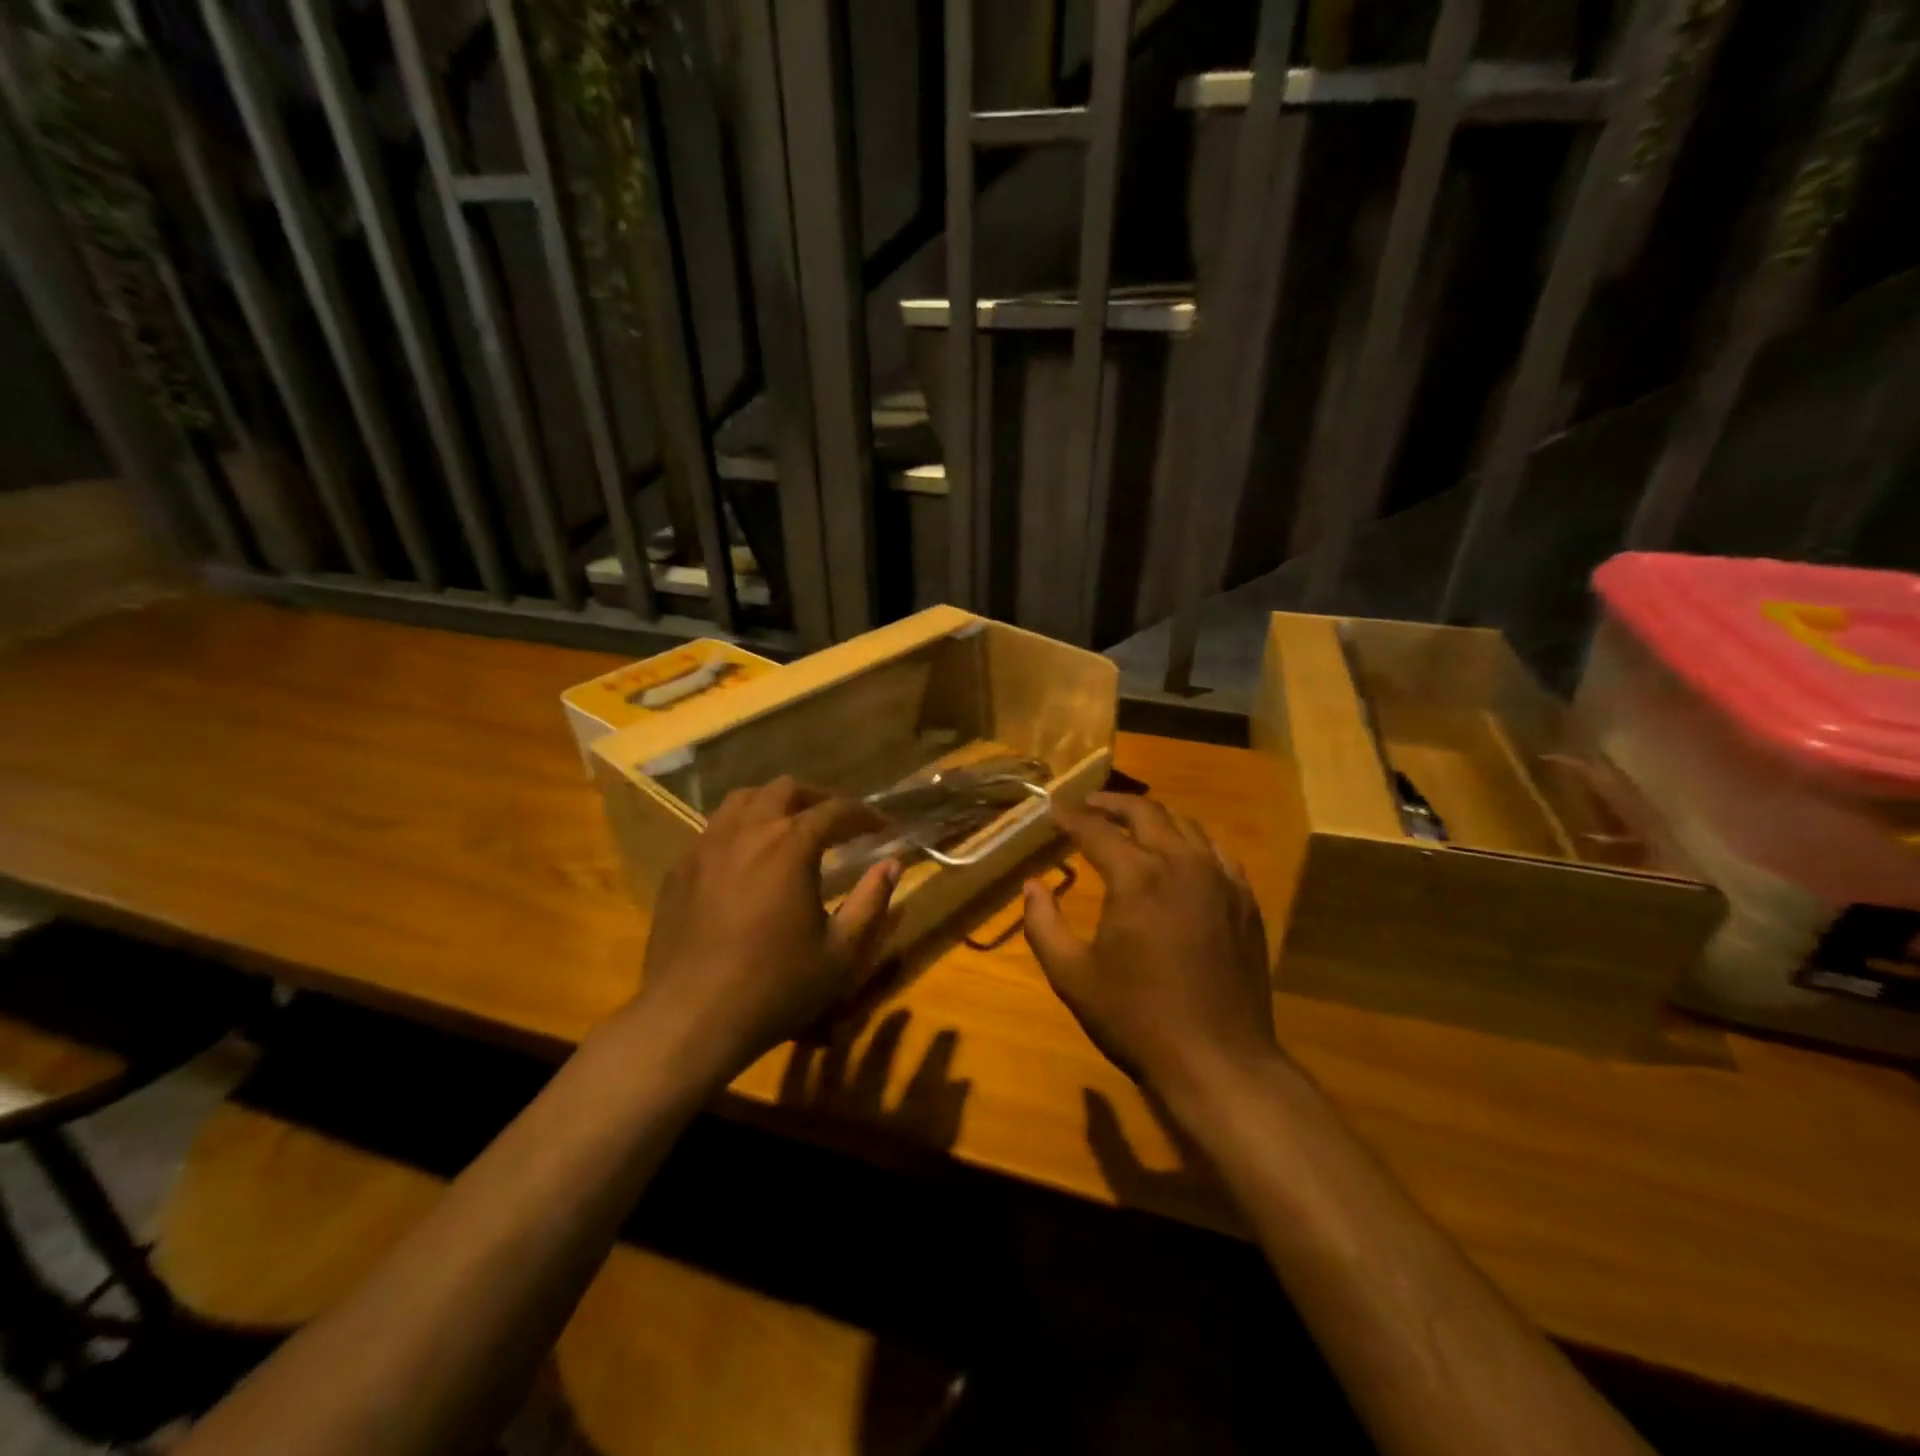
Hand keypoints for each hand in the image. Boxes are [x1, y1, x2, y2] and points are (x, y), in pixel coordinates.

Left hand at [637, 777, 899, 1077]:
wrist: (689, 1019)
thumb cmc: (775, 986)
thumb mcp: (842, 953)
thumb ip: (872, 902)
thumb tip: (891, 865)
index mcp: (790, 845)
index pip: (836, 810)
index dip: (866, 815)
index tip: (885, 828)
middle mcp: (747, 831)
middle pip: (785, 790)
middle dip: (817, 799)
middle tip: (837, 824)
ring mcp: (706, 846)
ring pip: (742, 800)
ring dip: (774, 805)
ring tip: (790, 829)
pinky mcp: (679, 869)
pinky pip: (713, 829)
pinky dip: (739, 830)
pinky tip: (746, 861)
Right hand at [1023, 792, 1277, 1106]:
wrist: (1218, 1060)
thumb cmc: (1136, 1018)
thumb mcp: (1072, 976)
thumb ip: (1043, 924)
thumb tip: (1031, 885)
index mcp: (1137, 877)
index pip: (1096, 830)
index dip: (1071, 817)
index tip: (1054, 809)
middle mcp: (1181, 863)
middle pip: (1145, 812)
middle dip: (1112, 804)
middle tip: (1089, 805)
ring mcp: (1221, 879)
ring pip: (1185, 825)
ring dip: (1153, 817)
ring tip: (1130, 824)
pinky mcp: (1245, 900)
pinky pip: (1216, 852)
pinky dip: (1190, 842)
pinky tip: (1180, 855)